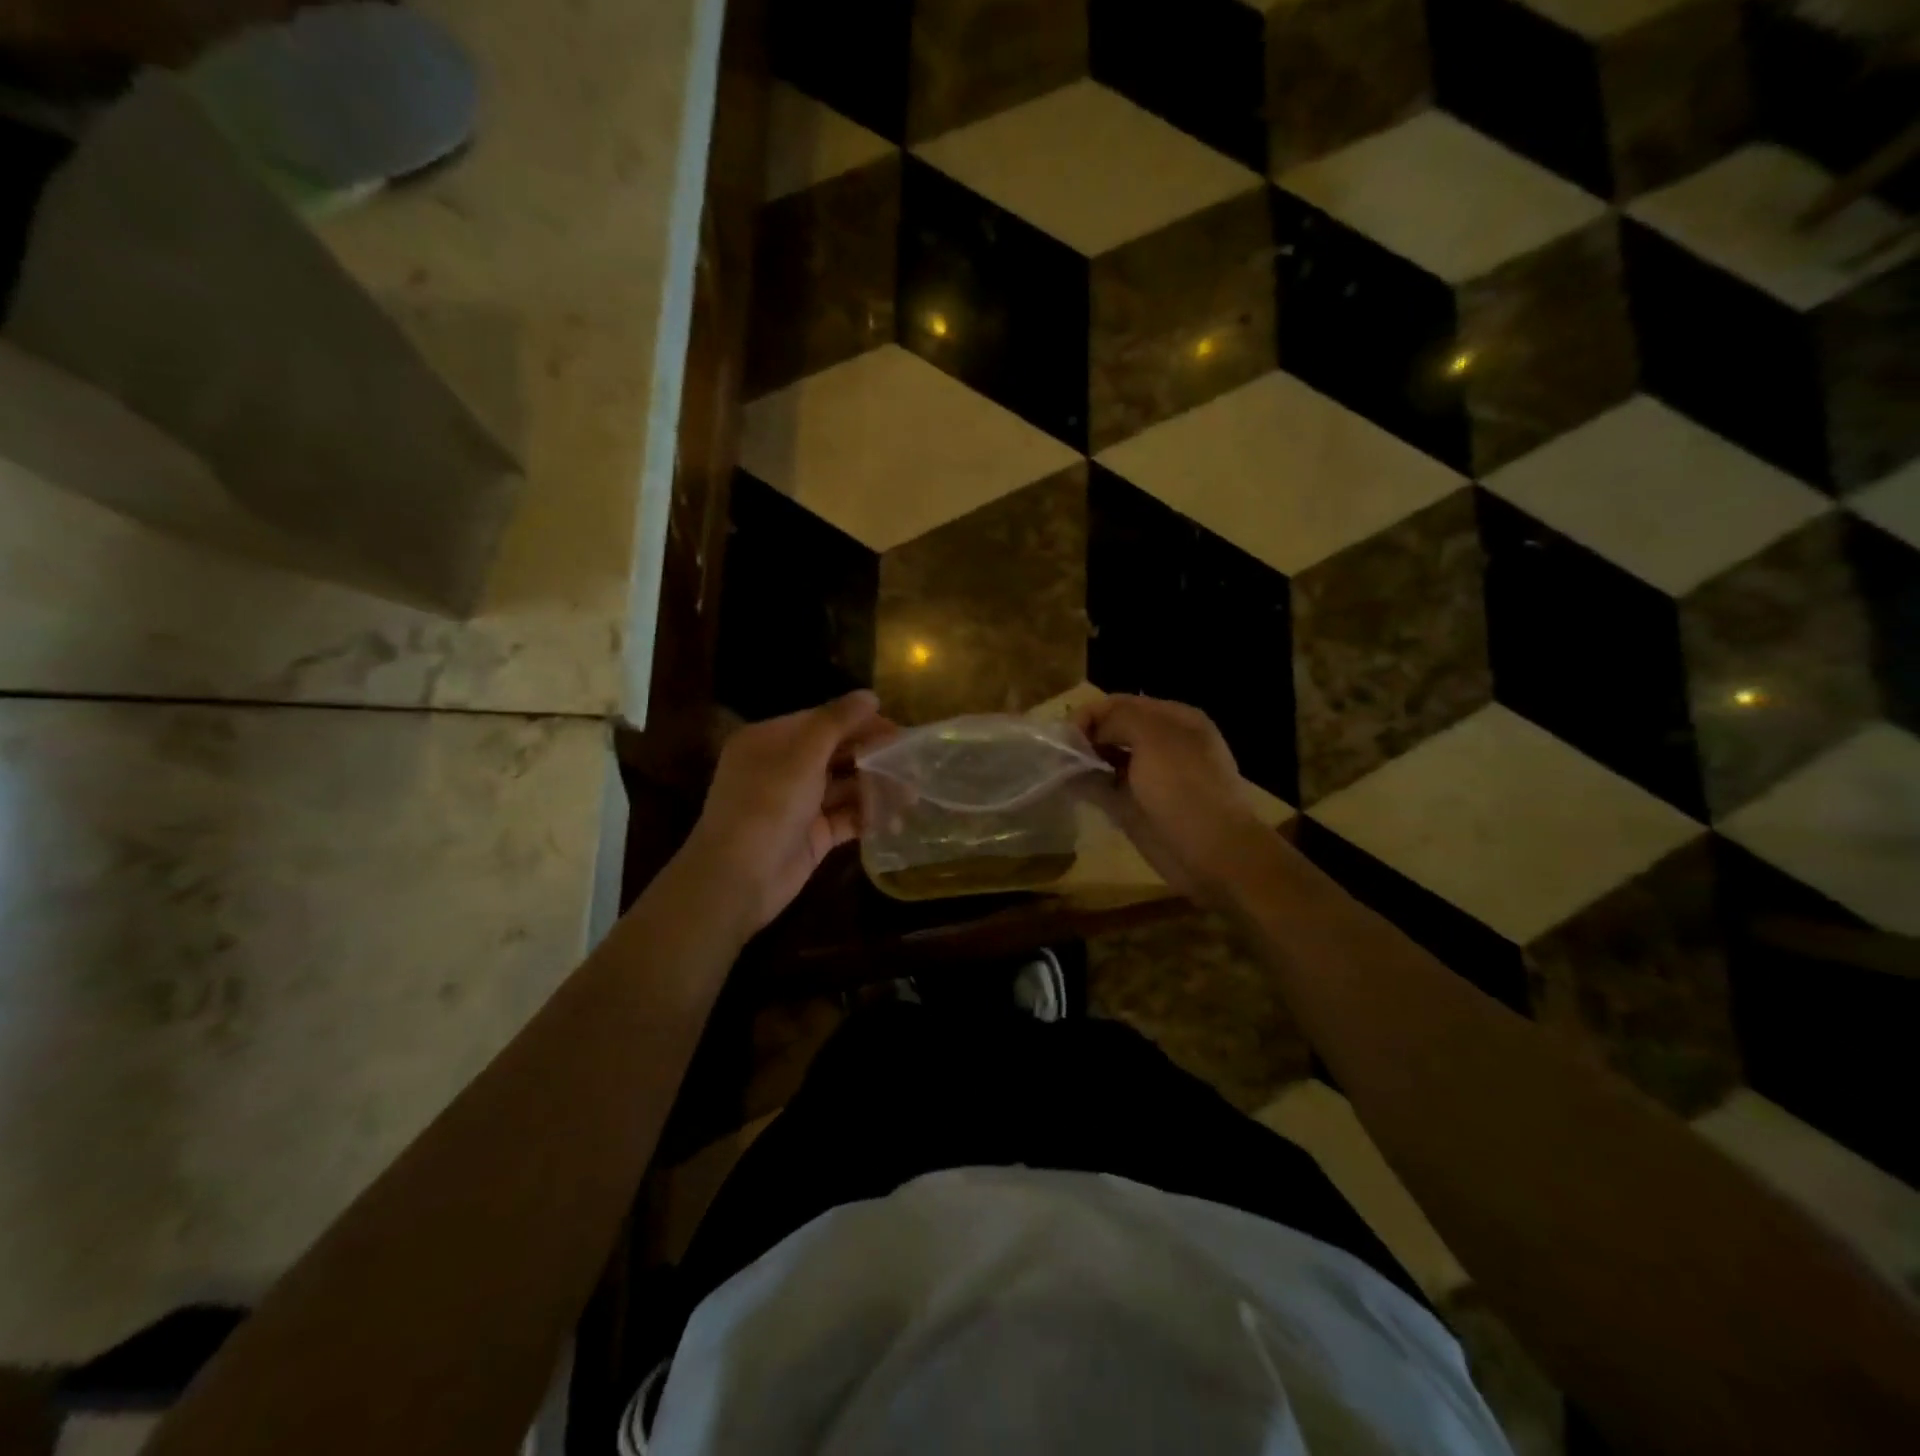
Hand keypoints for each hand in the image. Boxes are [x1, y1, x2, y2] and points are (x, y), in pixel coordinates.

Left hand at [684, 691, 890, 934]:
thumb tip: (870, 695)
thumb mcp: (802, 755)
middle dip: (873, 757)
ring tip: (910, 795)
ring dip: (875, 788)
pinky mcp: (811, 834)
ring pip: (844, 786)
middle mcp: (782, 768)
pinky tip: (894, 819)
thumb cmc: (766, 805)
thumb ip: (837, 722)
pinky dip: (868, 816)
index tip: (898, 730)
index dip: (860, 723)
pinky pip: (845, 817)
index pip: (821, 721)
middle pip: (835, 753)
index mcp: (770, 740)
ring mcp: (797, 803)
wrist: (738, 879)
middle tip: (912, 763)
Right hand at [1072, 694, 1276, 905]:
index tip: (1065, 731)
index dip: (1092, 712)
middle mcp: (1161, 744)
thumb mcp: (1154, 737)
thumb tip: (1089, 731)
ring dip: (1081, 760)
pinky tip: (1065, 785)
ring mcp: (1148, 778)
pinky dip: (1084, 785)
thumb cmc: (1185, 787)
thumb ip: (1118, 720)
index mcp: (1174, 720)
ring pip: (1106, 760)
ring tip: (1055, 767)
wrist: (1212, 852)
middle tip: (1057, 751)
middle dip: (1084, 736)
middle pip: (1112, 730)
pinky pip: (1103, 789)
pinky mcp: (1135, 808)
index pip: (1123, 703)